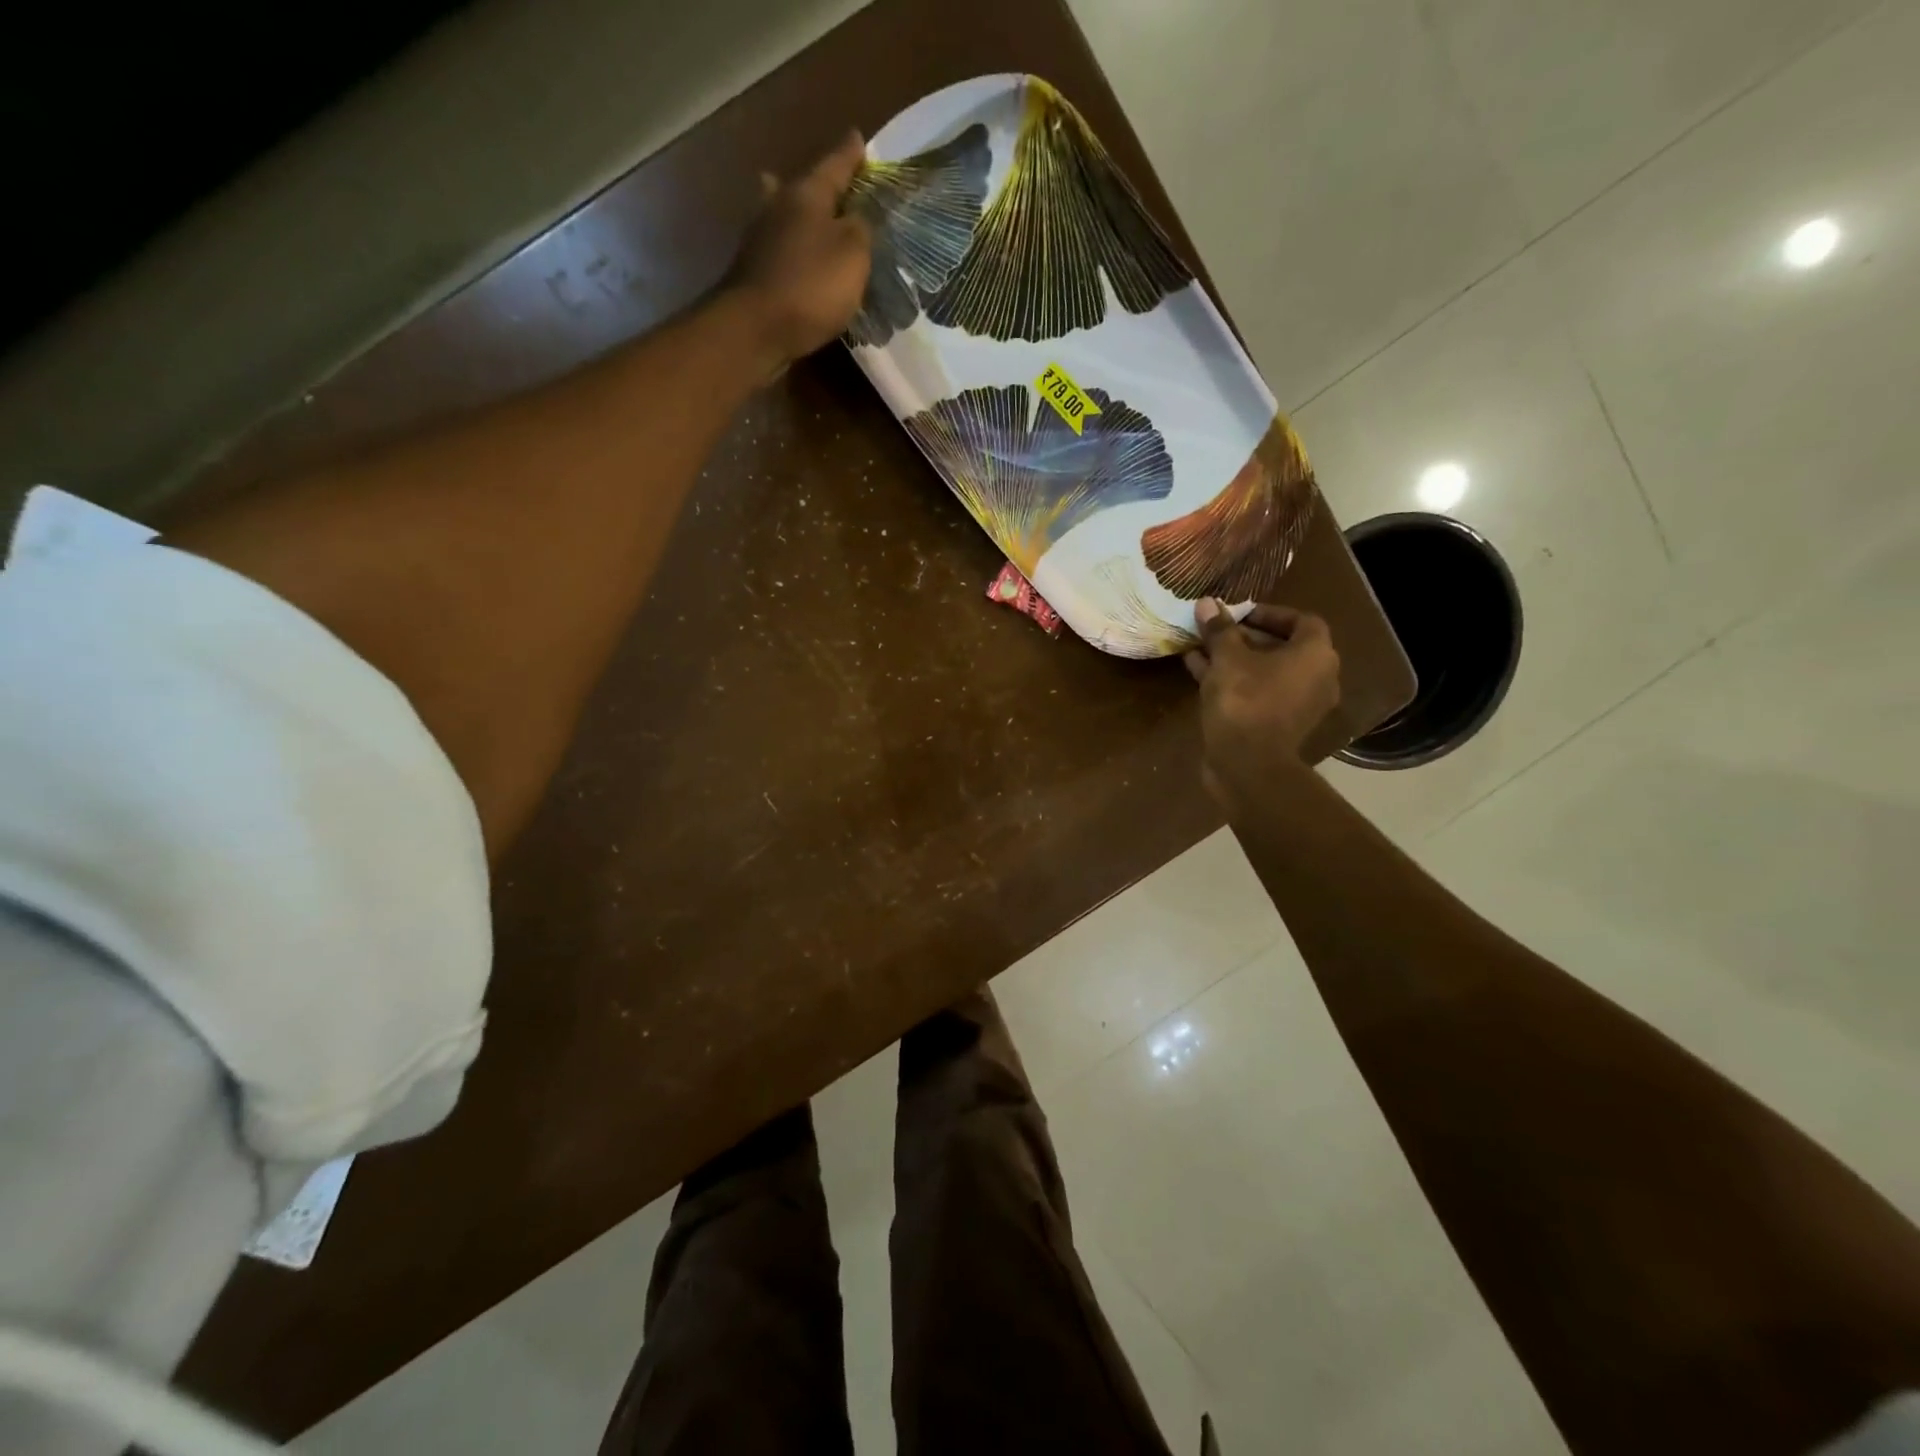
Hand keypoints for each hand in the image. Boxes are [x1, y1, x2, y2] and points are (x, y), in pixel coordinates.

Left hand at [732, 131, 873, 378]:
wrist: (756, 329)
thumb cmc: (811, 285)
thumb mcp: (853, 253)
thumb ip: (861, 229)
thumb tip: (856, 217)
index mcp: (806, 193)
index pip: (835, 164)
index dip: (850, 155)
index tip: (858, 138)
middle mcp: (778, 207)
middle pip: (802, 189)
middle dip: (816, 187)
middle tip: (826, 185)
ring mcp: (761, 241)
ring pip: (785, 219)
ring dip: (800, 220)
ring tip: (814, 226)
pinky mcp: (754, 274)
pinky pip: (781, 254)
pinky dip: (794, 254)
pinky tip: (801, 264)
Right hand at [1185, 598, 1341, 802]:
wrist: (1248, 766)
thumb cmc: (1245, 701)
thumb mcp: (1227, 659)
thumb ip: (1219, 630)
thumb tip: (1206, 602)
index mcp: (1315, 655)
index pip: (1302, 621)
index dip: (1270, 613)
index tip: (1239, 613)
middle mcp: (1316, 678)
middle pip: (1282, 648)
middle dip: (1246, 637)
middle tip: (1216, 630)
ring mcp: (1298, 705)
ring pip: (1265, 672)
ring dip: (1235, 659)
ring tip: (1200, 648)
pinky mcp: (1278, 726)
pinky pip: (1258, 693)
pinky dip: (1234, 682)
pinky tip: (1198, 672)